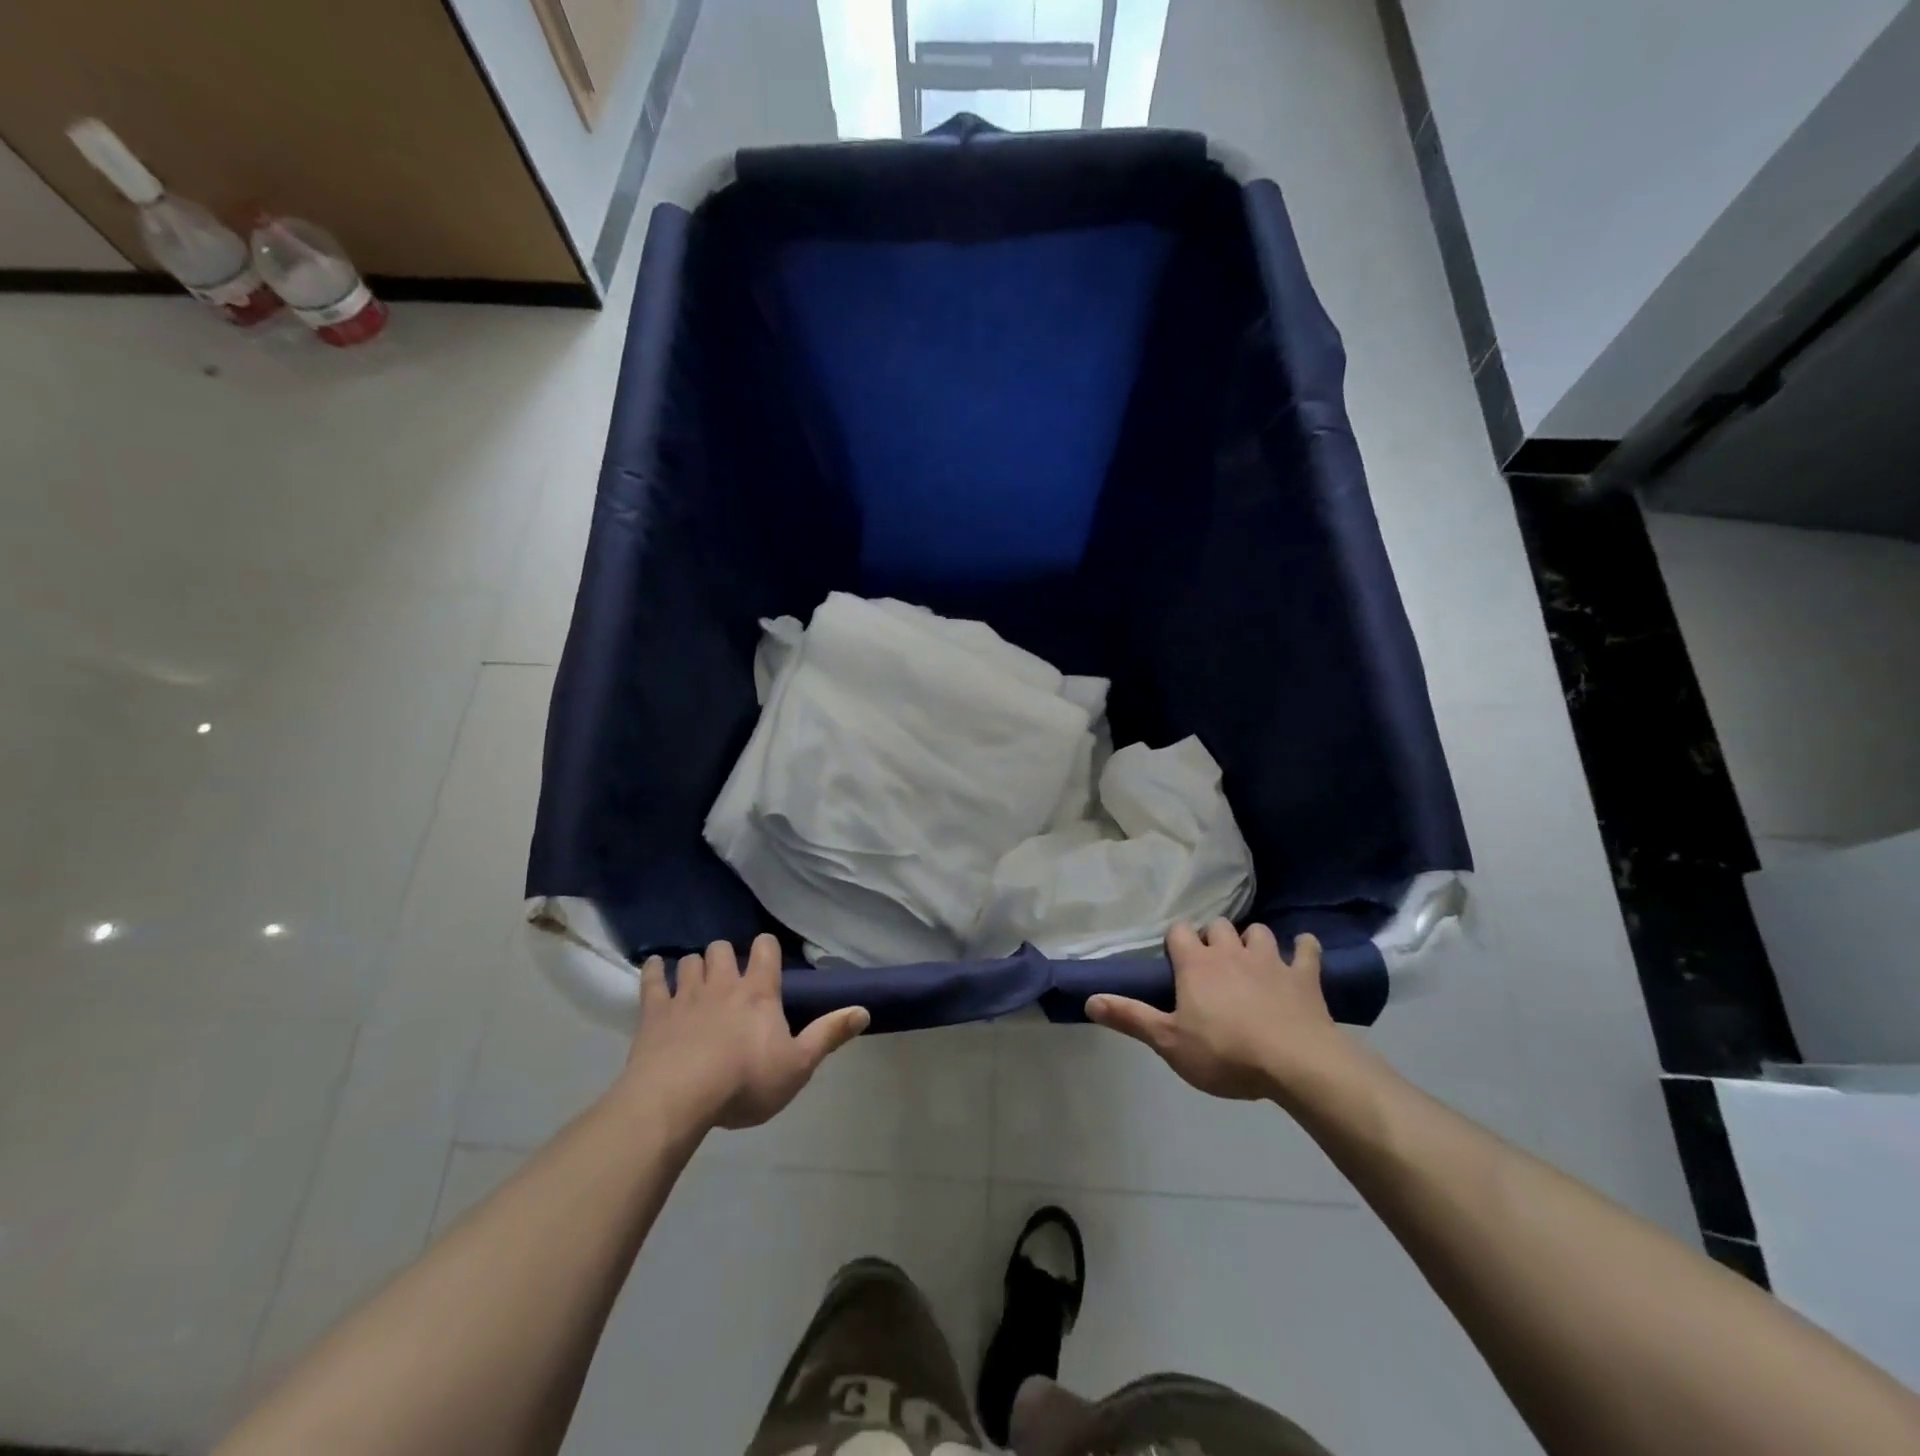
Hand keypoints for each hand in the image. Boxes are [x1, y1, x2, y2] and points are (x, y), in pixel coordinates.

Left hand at [621, 934, 868, 1129]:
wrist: (679, 1098)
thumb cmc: (745, 1082)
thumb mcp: (798, 1065)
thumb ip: (829, 1034)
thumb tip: (864, 1010)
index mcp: (759, 992)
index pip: (766, 949)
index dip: (767, 947)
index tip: (766, 956)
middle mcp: (723, 983)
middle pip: (723, 949)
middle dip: (727, 955)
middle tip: (730, 975)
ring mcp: (686, 994)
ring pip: (690, 960)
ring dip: (695, 964)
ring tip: (697, 977)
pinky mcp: (654, 1011)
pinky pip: (652, 979)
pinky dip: (653, 970)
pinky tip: (654, 968)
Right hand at [1086, 919, 1344, 1099]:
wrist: (1296, 1063)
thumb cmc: (1225, 1053)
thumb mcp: (1169, 1042)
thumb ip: (1130, 1017)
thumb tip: (1089, 999)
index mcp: (1196, 964)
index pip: (1179, 932)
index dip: (1177, 943)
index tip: (1177, 960)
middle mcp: (1231, 952)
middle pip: (1219, 926)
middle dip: (1214, 938)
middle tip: (1212, 964)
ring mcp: (1271, 960)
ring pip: (1258, 932)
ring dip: (1253, 941)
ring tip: (1251, 960)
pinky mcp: (1304, 976)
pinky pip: (1307, 949)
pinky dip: (1303, 949)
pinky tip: (1302, 953)